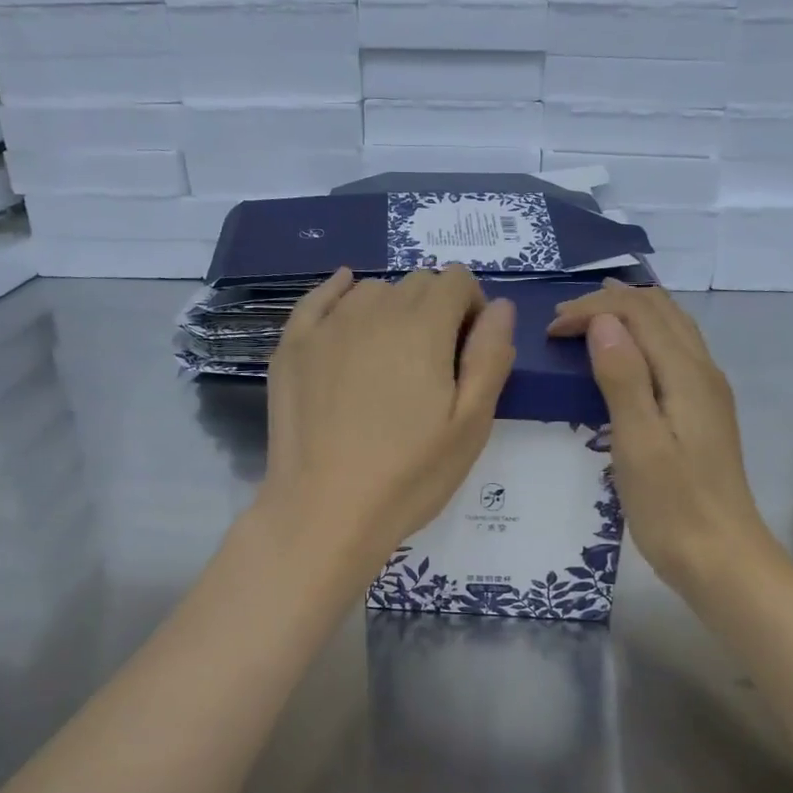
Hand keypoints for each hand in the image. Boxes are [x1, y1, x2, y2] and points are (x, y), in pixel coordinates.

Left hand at [260, 266, 515, 573]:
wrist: (325, 511)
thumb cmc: (409, 474)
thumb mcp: (471, 424)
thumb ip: (490, 356)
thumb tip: (500, 306)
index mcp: (423, 326)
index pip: (457, 280)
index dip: (472, 308)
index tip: (470, 350)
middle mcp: (374, 310)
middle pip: (416, 283)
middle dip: (436, 309)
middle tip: (434, 364)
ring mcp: (326, 326)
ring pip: (371, 291)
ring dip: (391, 309)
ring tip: (391, 357)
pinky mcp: (292, 347)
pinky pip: (318, 299)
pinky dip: (338, 294)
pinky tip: (345, 300)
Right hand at [548, 281, 782, 600]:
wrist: (722, 559)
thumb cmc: (672, 507)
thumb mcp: (638, 442)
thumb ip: (623, 377)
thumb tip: (603, 321)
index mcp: (686, 374)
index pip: (639, 313)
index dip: (592, 309)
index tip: (551, 330)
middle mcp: (703, 372)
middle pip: (660, 311)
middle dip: (609, 304)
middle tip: (563, 321)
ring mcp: (707, 393)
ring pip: (671, 329)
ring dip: (629, 317)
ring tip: (589, 325)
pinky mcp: (702, 414)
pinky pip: (672, 354)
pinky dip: (642, 340)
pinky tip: (624, 359)